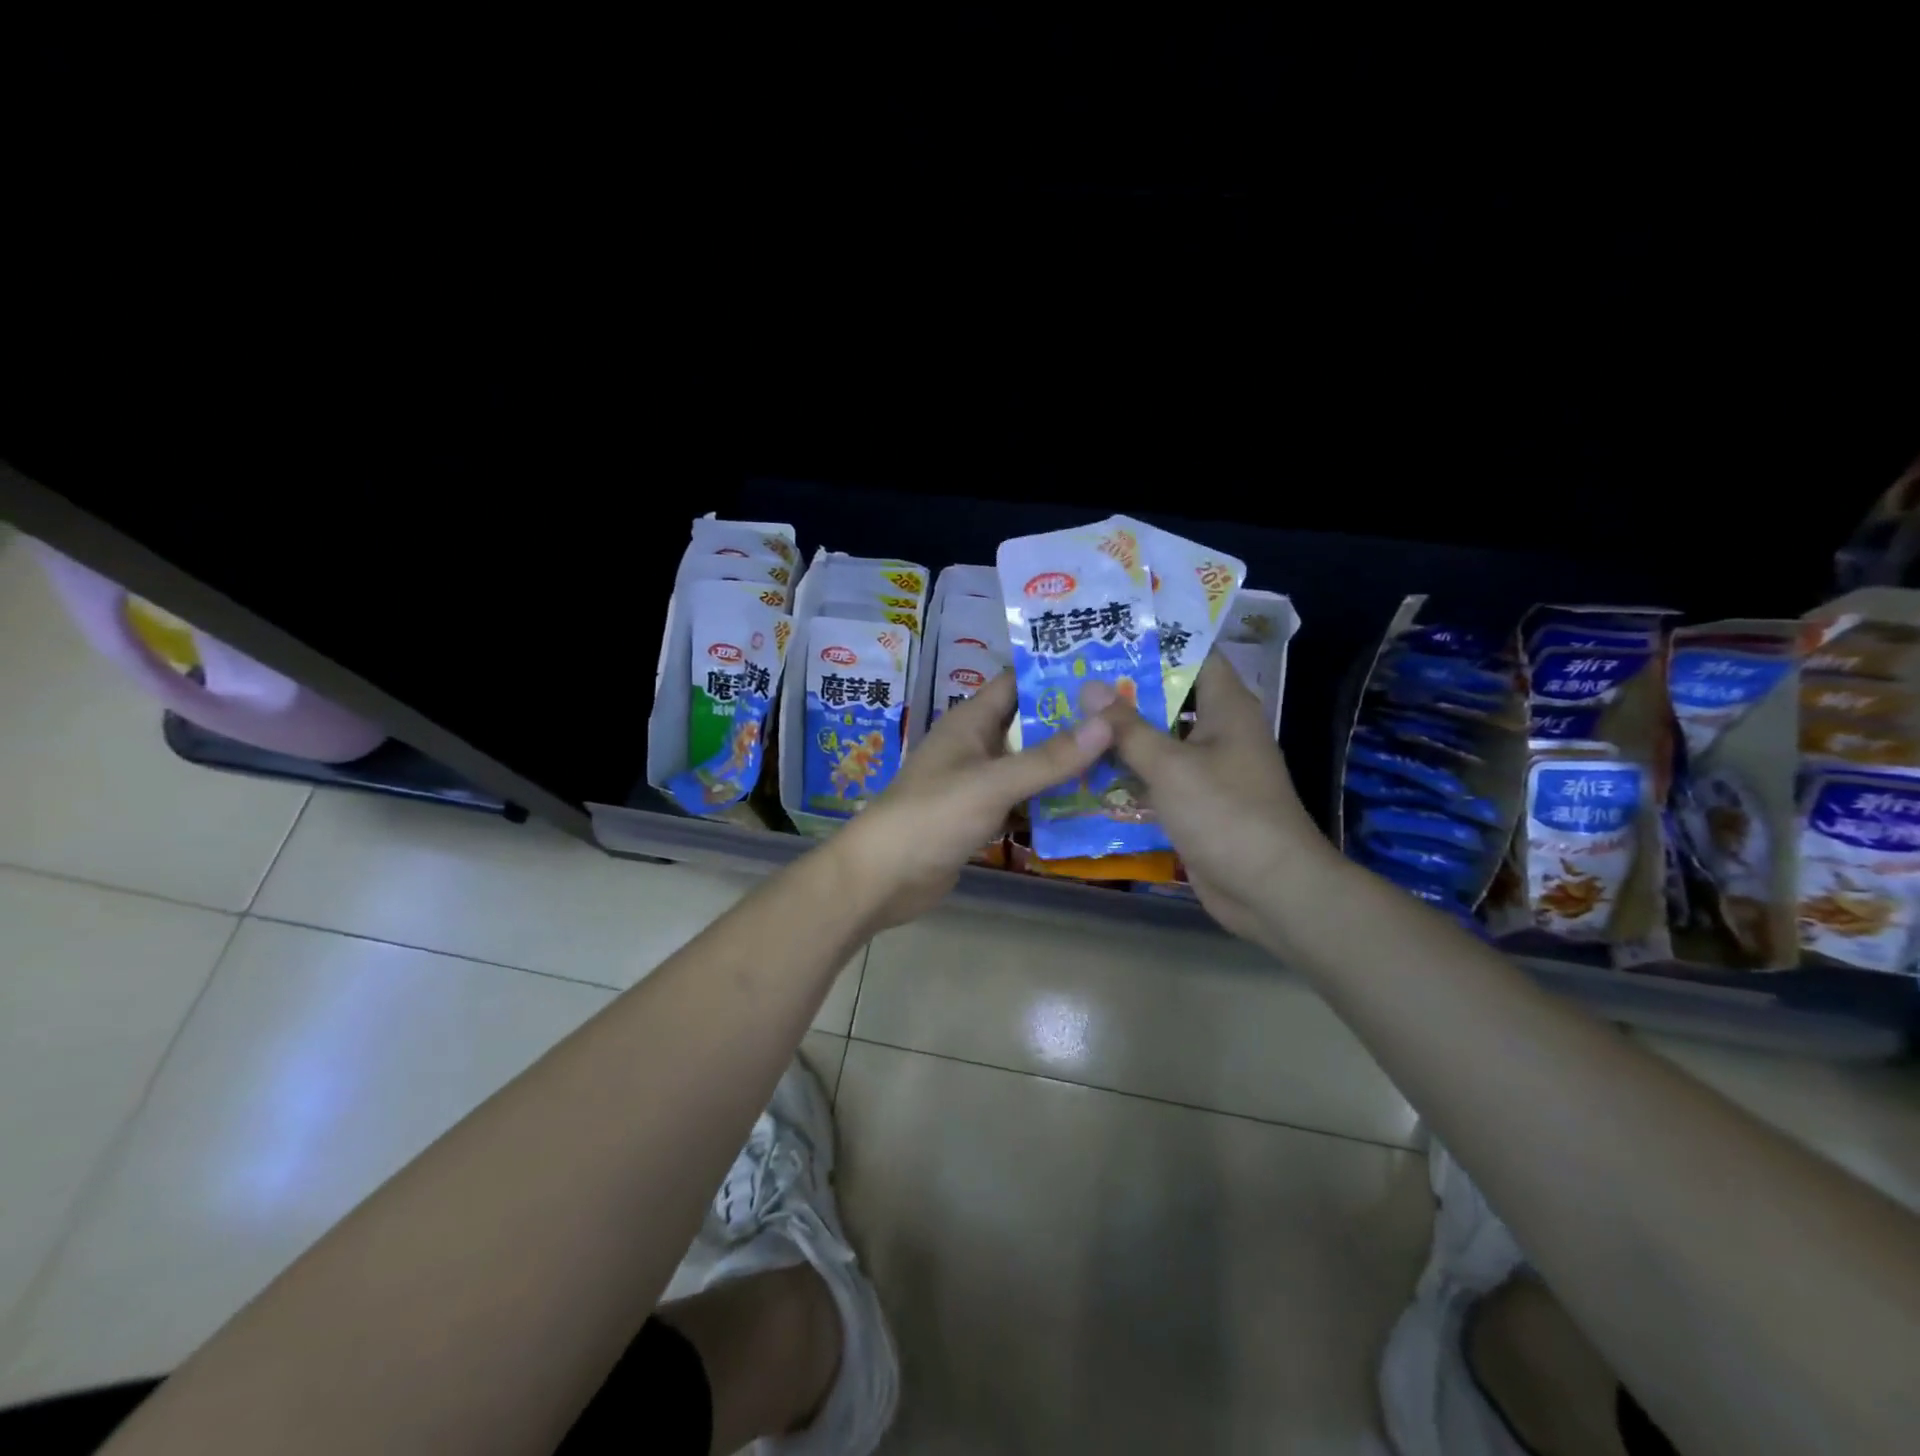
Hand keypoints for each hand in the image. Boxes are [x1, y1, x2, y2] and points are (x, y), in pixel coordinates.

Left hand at [837, 672, 1113, 928]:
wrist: (884, 877)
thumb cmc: (934, 815)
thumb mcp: (994, 782)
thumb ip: (1049, 757)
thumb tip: (1107, 722)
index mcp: (970, 721)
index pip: (1017, 682)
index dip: (1056, 675)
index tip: (1108, 675)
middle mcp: (975, 745)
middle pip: (1029, 725)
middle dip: (1072, 724)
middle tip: (1128, 723)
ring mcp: (977, 783)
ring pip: (1028, 766)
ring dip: (1065, 767)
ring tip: (1121, 761)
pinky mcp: (979, 816)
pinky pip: (1021, 801)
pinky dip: (1048, 804)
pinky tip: (1088, 808)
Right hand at [1082, 652, 1333, 944]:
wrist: (1270, 889)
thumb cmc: (1226, 812)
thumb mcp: (1170, 765)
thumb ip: (1127, 728)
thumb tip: (1089, 687)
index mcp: (1227, 707)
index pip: (1195, 655)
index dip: (1156, 640)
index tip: (1110, 633)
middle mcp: (1220, 731)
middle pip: (1170, 698)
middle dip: (1125, 690)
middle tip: (1073, 676)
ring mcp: (1209, 770)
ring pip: (1159, 741)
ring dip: (1121, 735)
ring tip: (1069, 717)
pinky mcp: (1196, 804)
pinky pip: (1158, 778)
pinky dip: (1129, 774)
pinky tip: (1086, 770)